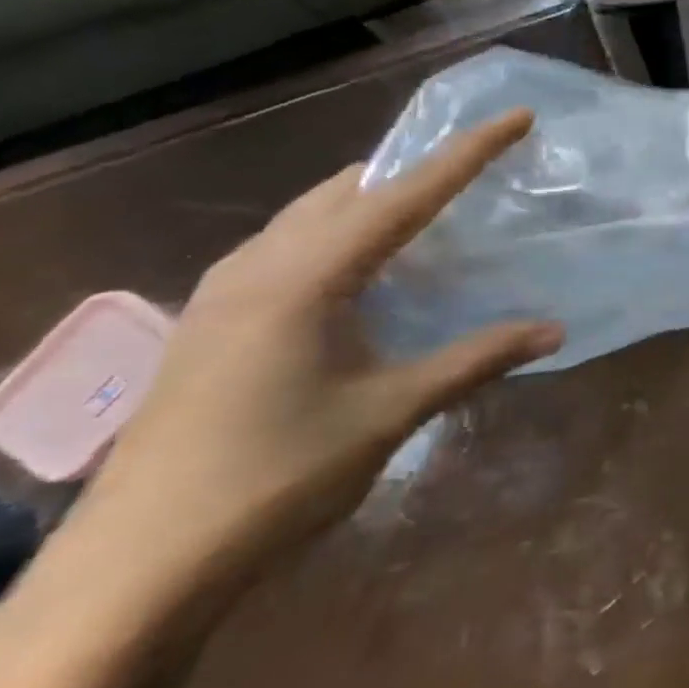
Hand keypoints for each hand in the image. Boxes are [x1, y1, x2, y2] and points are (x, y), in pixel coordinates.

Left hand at [83, 109, 562, 579]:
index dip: (467, 153)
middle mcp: (257, 266)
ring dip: (373, 203)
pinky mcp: (210, 322)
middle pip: (349, 189)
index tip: (517, 117)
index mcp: (304, 277)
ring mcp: (222, 293)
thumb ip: (475, 360)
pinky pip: (286, 248)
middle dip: (415, 171)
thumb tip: (554, 331)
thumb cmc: (275, 479)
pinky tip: (363, 276)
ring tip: (429, 218)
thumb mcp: (389, 413)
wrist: (134, 570)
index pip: (405, 194)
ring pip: (310, 216)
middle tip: (476, 174)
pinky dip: (338, 237)